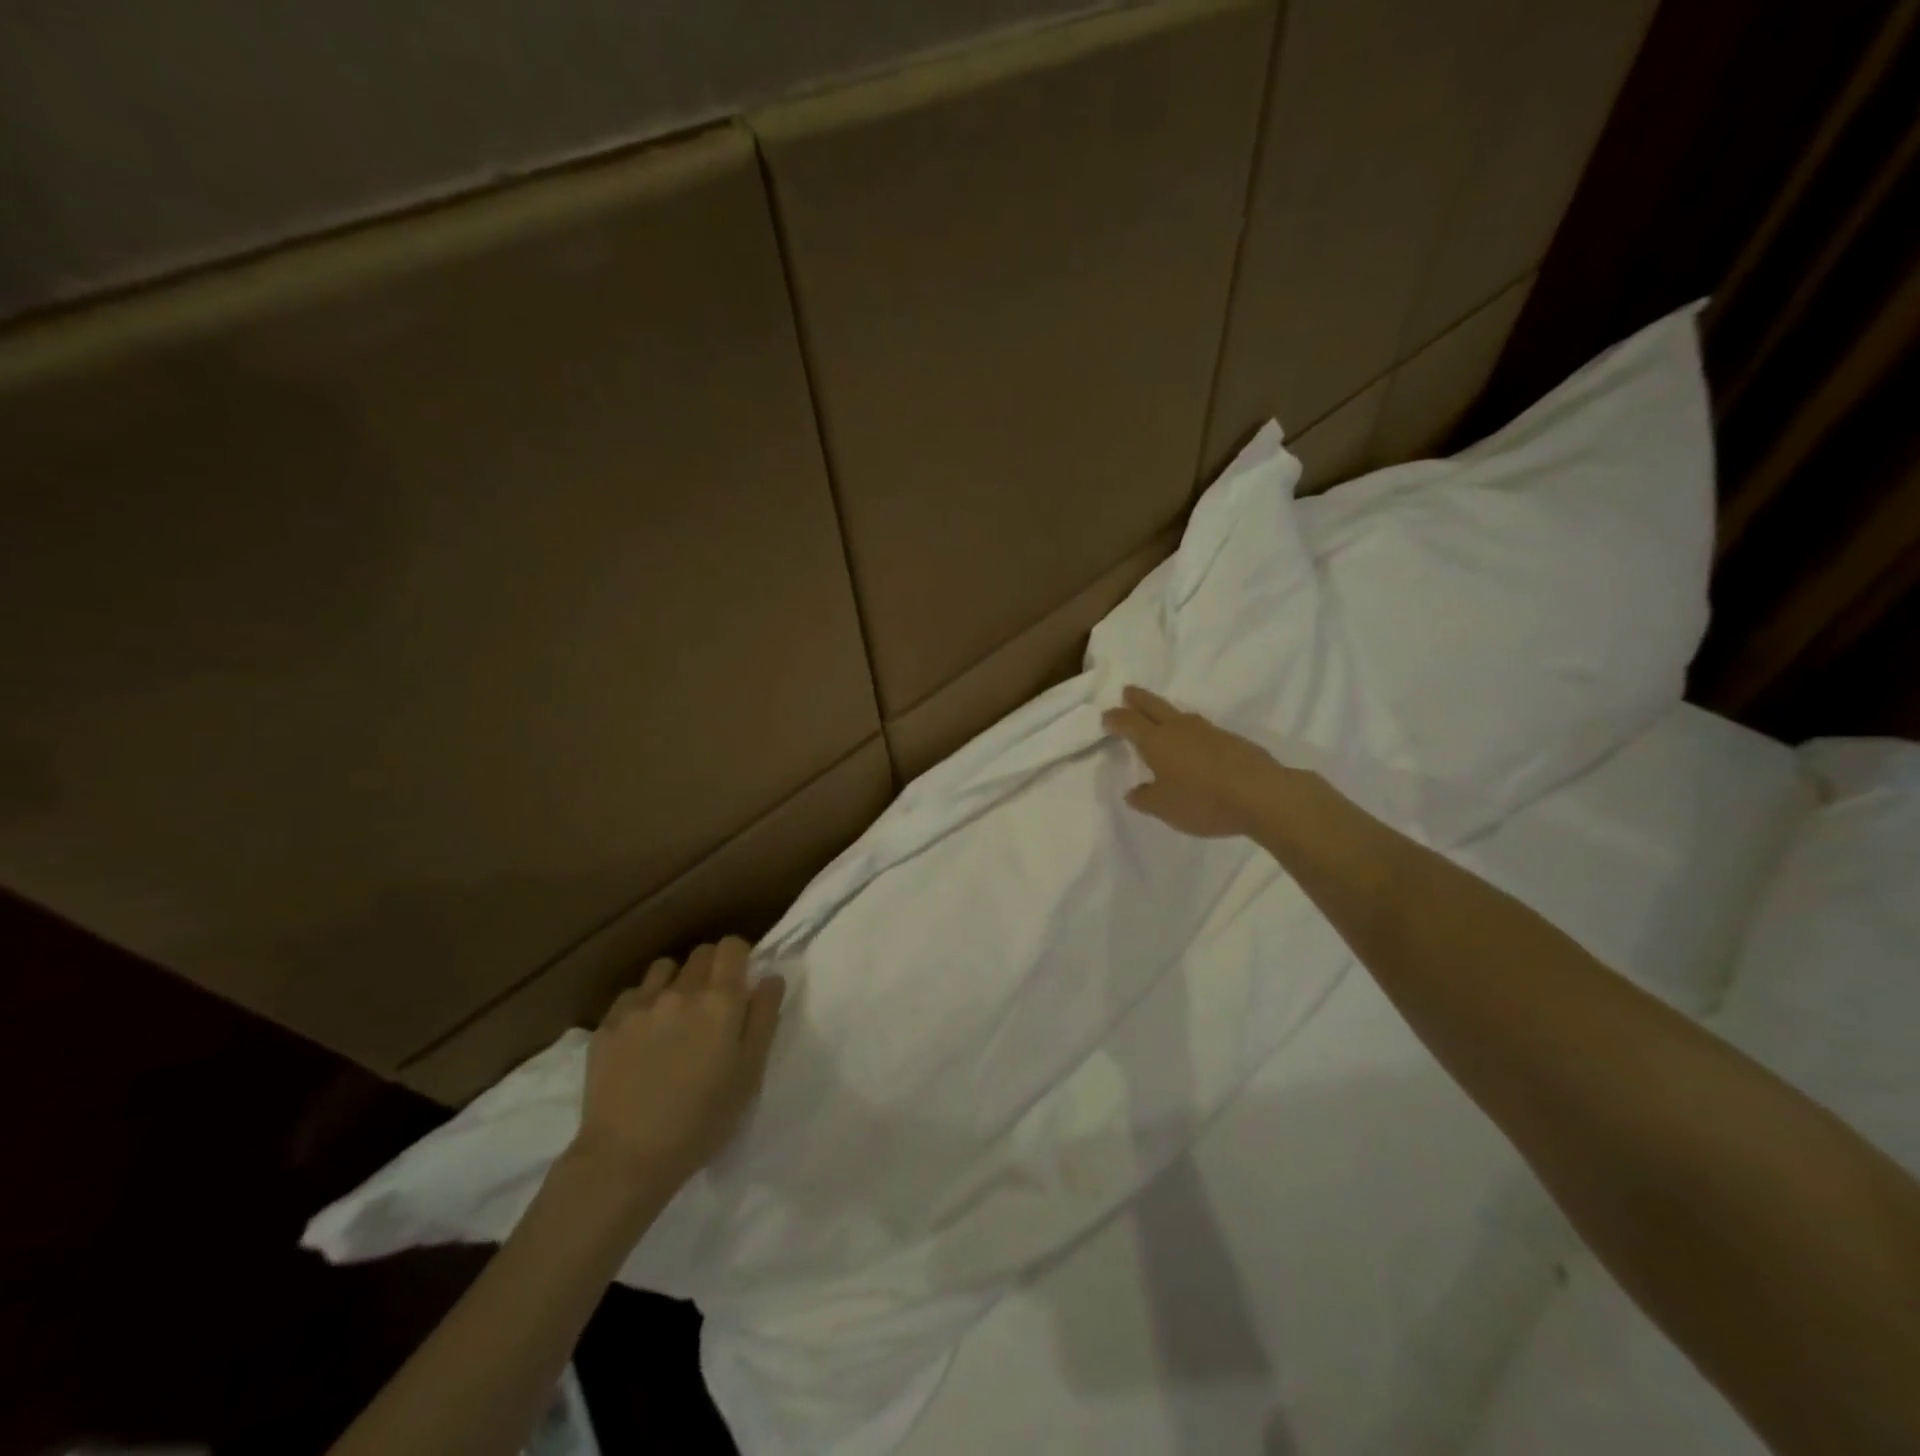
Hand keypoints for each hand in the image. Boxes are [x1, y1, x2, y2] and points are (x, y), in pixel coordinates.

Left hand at [574, 937, 785, 1194]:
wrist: (627, 1158)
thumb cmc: (703, 1120)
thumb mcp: (750, 1073)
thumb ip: (764, 1017)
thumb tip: (770, 976)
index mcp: (721, 1001)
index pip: (732, 946)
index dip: (739, 958)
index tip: (740, 982)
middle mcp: (681, 991)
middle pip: (701, 953)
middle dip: (711, 969)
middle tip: (712, 1007)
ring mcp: (641, 1004)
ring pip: (665, 968)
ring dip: (676, 982)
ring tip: (675, 1017)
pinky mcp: (609, 1023)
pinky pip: (634, 995)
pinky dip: (644, 1005)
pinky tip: (643, 1038)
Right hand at [1101, 685, 1291, 838]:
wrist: (1261, 794)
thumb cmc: (1203, 801)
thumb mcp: (1165, 808)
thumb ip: (1145, 799)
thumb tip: (1133, 792)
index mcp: (1156, 741)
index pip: (1129, 722)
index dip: (1115, 719)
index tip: (1106, 717)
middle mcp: (1179, 729)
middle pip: (1154, 706)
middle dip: (1138, 699)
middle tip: (1128, 691)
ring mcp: (1208, 731)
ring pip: (1180, 714)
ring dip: (1165, 712)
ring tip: (1160, 717)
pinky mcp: (1231, 739)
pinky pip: (1201, 728)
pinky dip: (1189, 730)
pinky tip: (1193, 742)